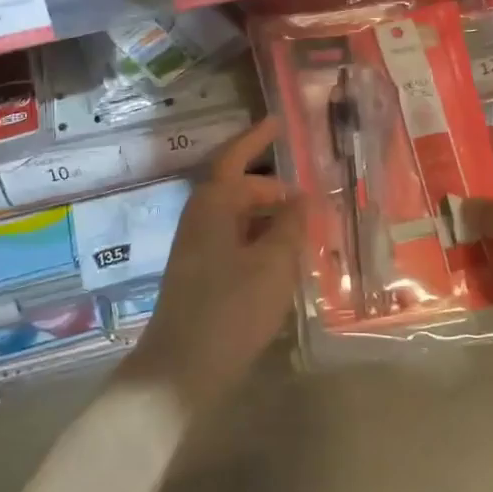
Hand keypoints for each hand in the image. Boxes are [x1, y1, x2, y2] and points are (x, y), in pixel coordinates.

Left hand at [123, 118, 305, 415]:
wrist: (181, 370)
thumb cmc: (230, 308)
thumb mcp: (273, 264)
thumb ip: (291, 226)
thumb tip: (302, 197)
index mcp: (212, 206)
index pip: (234, 158)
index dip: (256, 138)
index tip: (279, 122)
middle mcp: (200, 221)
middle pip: (239, 190)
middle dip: (274, 190)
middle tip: (311, 203)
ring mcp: (197, 250)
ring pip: (239, 219)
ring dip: (270, 220)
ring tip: (306, 233)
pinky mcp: (201, 277)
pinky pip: (236, 244)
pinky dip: (261, 243)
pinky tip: (284, 263)